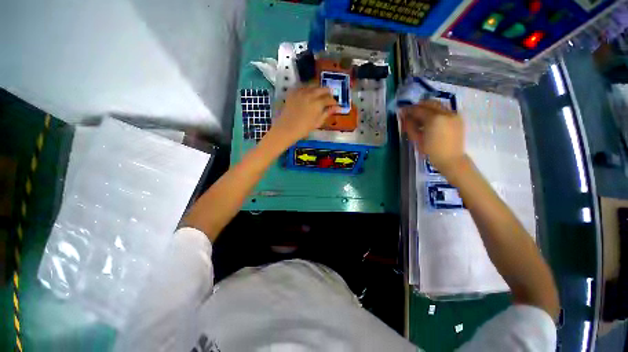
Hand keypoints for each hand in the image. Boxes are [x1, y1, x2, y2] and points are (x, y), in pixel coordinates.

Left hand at [269, 85, 338, 145]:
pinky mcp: (292, 92)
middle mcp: (310, 94)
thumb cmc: (304, 128)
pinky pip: (302, 86)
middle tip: (329, 96)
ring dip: (318, 88)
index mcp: (317, 103)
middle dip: (327, 92)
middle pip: (322, 89)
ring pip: (312, 85)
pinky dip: (307, 88)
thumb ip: (327, 113)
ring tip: (320, 93)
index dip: (333, 101)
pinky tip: (308, 93)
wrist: (287, 128)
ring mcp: (300, 92)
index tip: (335, 104)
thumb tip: (336, 108)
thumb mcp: (317, 122)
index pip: (329, 99)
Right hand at [401, 100, 465, 173]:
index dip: (408, 110)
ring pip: (438, 105)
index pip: (418, 109)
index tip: (401, 111)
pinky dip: (435, 112)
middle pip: (429, 103)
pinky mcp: (458, 118)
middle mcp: (446, 113)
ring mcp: (454, 114)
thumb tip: (404, 117)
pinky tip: (430, 121)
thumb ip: (410, 125)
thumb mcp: (417, 139)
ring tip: (420, 117)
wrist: (451, 159)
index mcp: (435, 119)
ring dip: (427, 108)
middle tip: (410, 113)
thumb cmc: (431, 151)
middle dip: (418, 107)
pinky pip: (444, 110)